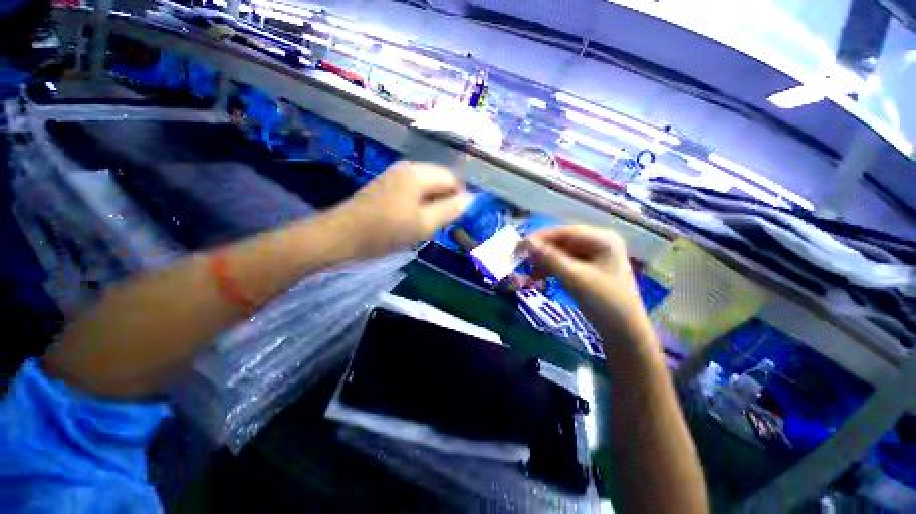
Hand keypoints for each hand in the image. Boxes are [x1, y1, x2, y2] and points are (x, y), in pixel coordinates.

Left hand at [334, 161, 470, 258]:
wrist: (341, 236)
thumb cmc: (385, 231)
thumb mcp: (424, 224)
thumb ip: (450, 210)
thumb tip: (470, 199)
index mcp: (418, 173)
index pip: (452, 178)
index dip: (459, 197)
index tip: (456, 219)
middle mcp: (407, 168)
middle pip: (438, 180)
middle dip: (444, 201)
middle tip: (439, 224)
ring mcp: (394, 176)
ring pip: (426, 187)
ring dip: (431, 205)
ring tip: (425, 225)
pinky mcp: (386, 186)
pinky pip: (412, 192)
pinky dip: (418, 205)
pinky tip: (411, 221)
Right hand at [523, 226, 650, 342]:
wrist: (623, 332)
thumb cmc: (605, 302)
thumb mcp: (575, 279)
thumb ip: (550, 259)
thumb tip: (527, 243)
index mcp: (602, 239)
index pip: (565, 232)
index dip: (541, 237)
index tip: (520, 246)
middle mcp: (597, 243)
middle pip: (562, 242)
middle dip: (541, 252)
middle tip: (522, 260)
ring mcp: (592, 256)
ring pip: (560, 253)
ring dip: (544, 262)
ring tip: (530, 274)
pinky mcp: (586, 269)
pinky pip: (563, 263)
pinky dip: (550, 269)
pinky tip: (539, 277)